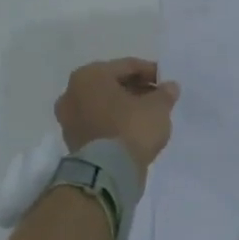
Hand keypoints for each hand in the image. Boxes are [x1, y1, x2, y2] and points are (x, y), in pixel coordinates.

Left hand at [54, 58, 180, 173]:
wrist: (108, 173)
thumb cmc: (131, 128)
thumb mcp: (158, 106)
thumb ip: (165, 93)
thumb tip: (169, 87)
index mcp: (89, 76)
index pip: (127, 66)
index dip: (151, 71)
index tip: (167, 81)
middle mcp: (72, 93)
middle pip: (112, 85)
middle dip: (136, 89)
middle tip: (158, 97)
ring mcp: (69, 119)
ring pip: (104, 105)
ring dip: (125, 106)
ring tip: (149, 114)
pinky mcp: (73, 141)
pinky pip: (99, 123)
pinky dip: (115, 123)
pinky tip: (134, 130)